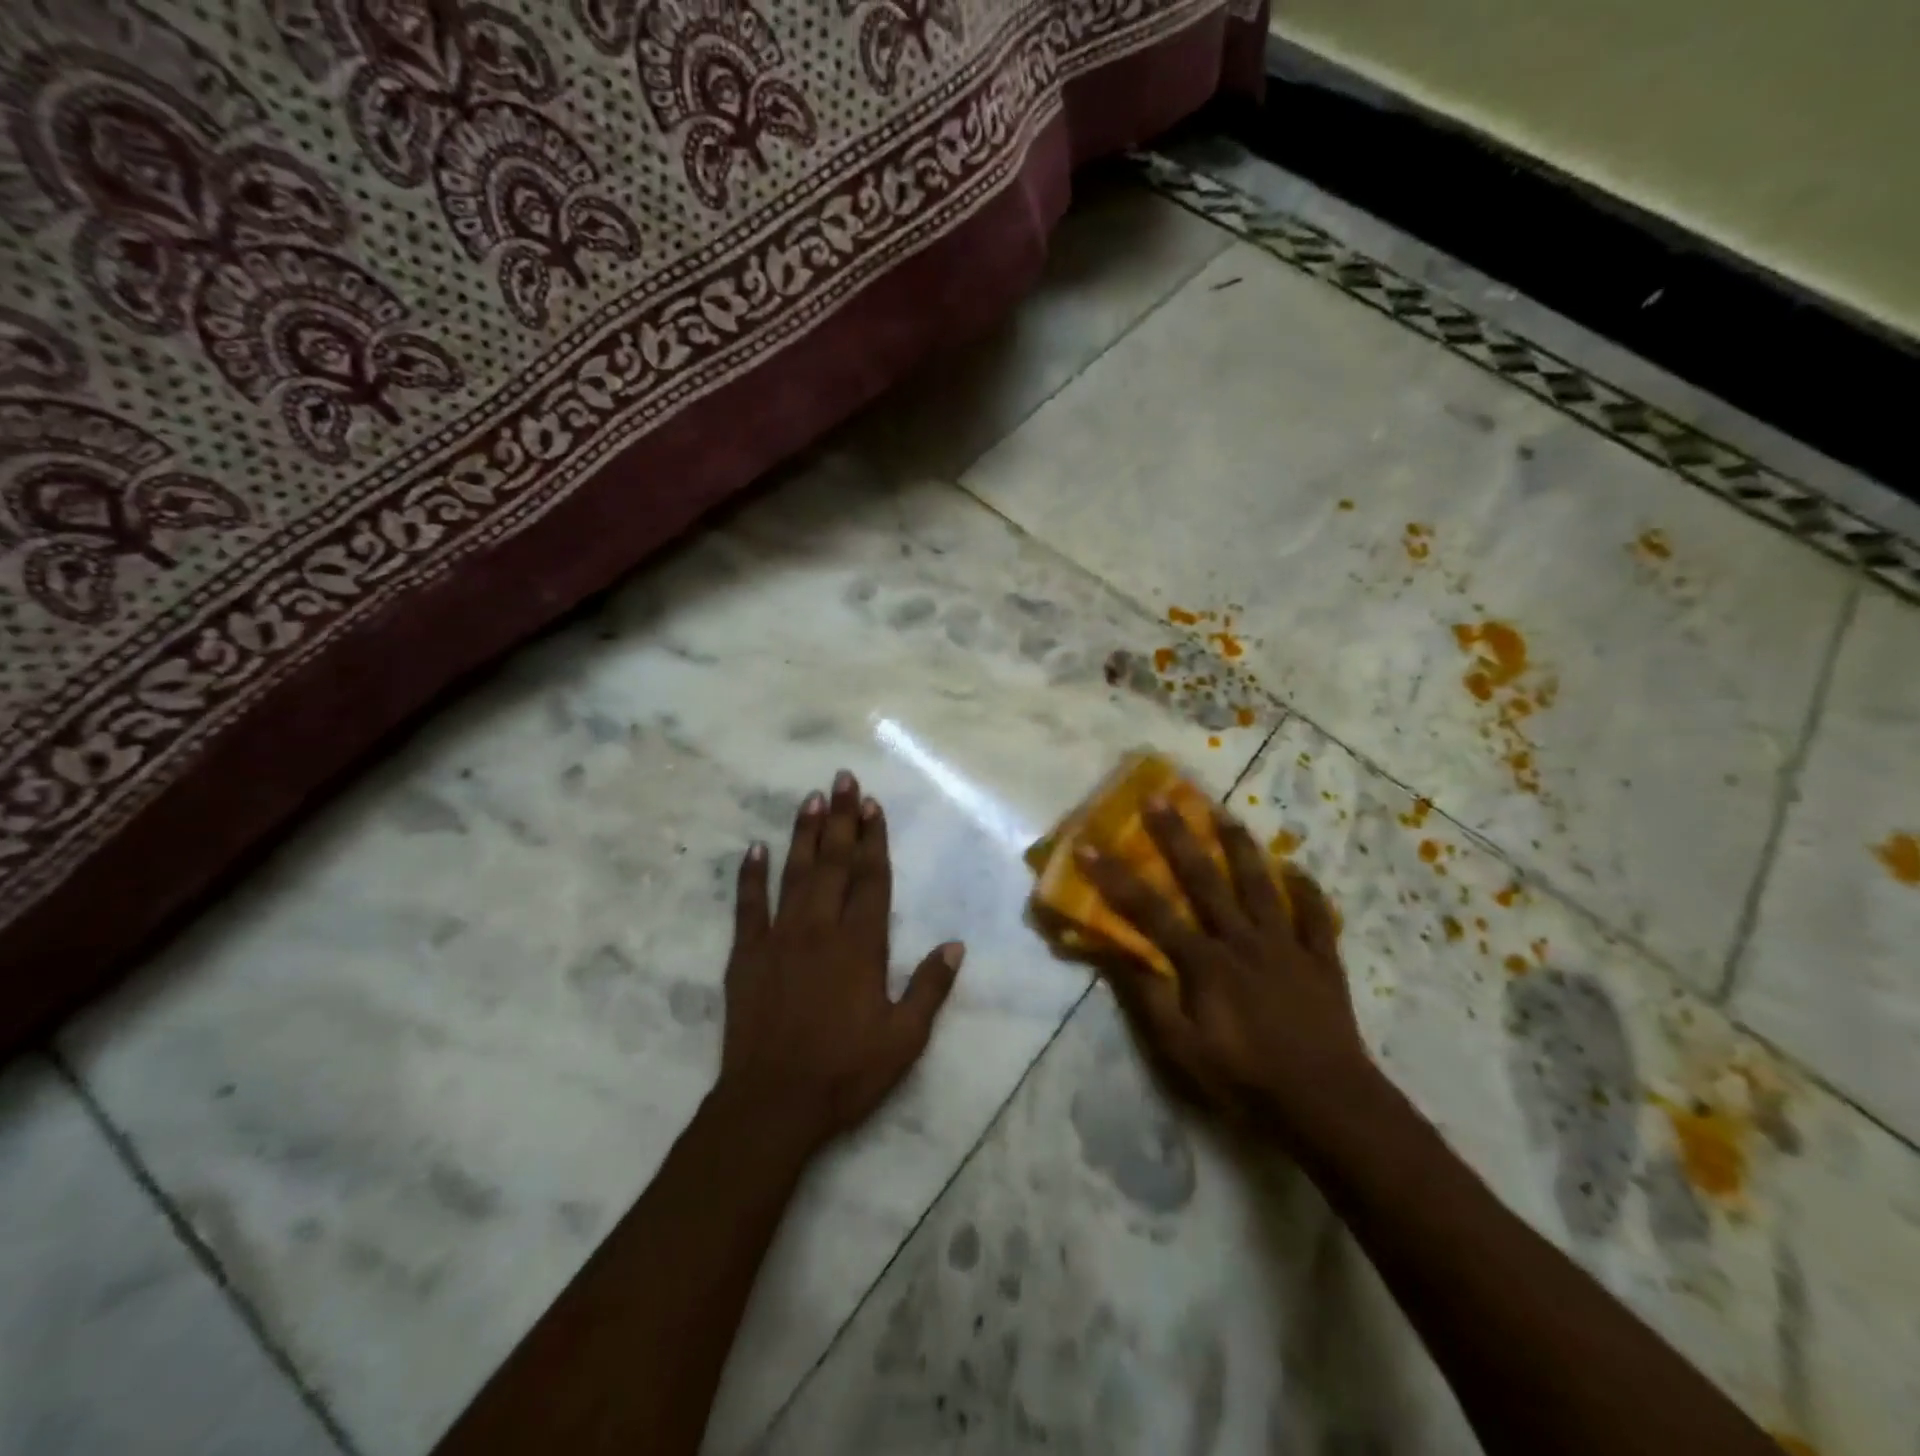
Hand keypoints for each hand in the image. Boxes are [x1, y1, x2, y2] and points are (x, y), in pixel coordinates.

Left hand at [715, 770, 963, 1153]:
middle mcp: (820, 929)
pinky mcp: (746, 955)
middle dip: (842, 818)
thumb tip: (955, 944)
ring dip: (804, 833)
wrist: (772, 1104)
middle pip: (834, 863)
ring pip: (795, 873)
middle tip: (843, 778)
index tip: (873, 805)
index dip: (874, 838)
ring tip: (811, 798)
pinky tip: (755, 848)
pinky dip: (751, 875)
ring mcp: (779, 938)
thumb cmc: (845, 1072)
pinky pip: (748, 905)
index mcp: (860, 945)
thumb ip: (930, 987)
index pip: (871, 878)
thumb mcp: (904, 1039)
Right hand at [1077, 800, 1375, 1143]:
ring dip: (1240, 847)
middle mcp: (1243, 940)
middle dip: (1178, 837)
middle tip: (1160, 798)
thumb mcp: (1182, 1051)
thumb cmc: (1246, 1082)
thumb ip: (1149, 998)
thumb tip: (1115, 952)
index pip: (1150, 911)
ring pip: (1260, 885)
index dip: (1116, 877)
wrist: (1329, 1106)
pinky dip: (1306, 890)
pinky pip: (1315, 917)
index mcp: (1205, 962)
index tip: (1090, 845)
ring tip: (1225, 814)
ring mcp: (1286, 946)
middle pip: (1205, 879)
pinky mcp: (1321, 961)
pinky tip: (1297, 868)